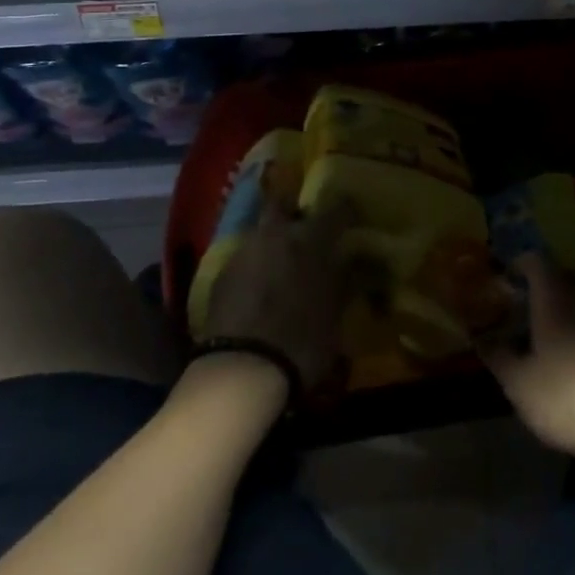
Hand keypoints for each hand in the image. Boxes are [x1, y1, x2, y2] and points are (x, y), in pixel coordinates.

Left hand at [198, 192, 355, 390]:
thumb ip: (345, 280)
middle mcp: (275, 234)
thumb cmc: (302, 339)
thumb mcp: (336, 313)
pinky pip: (246, 258)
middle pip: (282, 204)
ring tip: (284, 263)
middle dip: (294, 210)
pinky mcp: (221, 275)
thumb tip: (353, 262)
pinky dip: (257, 265)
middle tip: (306, 228)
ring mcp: (243, 252)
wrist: (241, 370)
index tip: (352, 216)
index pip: (335, 209)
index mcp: (309, 238)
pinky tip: (262, 286)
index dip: (346, 210)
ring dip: (273, 241)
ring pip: (261, 232)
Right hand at [484, 253, 574, 466]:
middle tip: (518, 307)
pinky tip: (569, 357)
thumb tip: (479, 337)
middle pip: (561, 276)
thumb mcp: (519, 382)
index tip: (500, 280)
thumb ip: (497, 356)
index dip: (516, 265)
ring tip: (541, 333)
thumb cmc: (566, 394)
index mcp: (554, 295)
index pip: (534, 261)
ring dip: (561, 308)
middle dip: (539, 287)